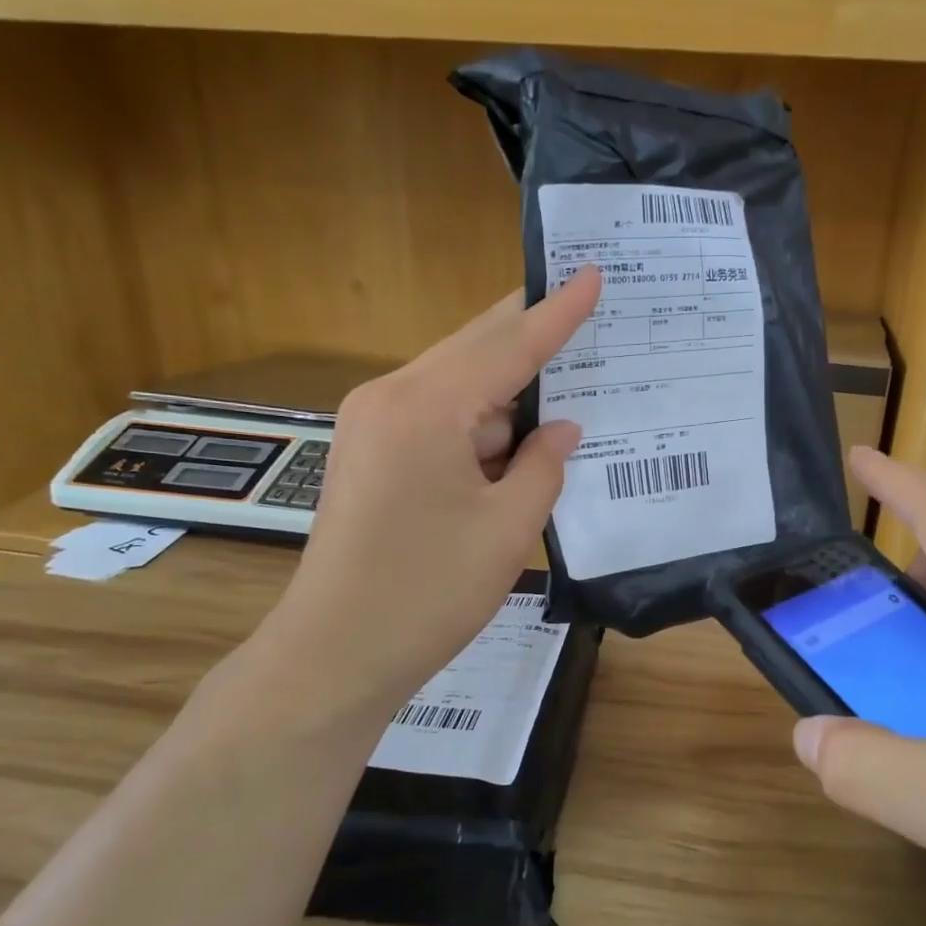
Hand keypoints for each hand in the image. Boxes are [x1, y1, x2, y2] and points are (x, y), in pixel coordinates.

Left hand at [248, 268, 600, 730]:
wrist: (335, 654)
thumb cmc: (427, 593)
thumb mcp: (507, 528)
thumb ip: (543, 465)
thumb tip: (562, 428)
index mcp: (425, 408)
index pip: (508, 346)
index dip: (557, 313)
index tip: (591, 272)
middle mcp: (390, 398)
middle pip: (475, 349)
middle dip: (531, 335)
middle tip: (586, 311)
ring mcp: (372, 423)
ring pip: (458, 384)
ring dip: (509, 388)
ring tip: (568, 385)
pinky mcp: (370, 451)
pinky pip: (439, 415)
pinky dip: (481, 421)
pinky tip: (518, 435)